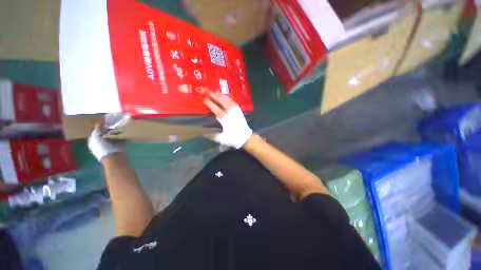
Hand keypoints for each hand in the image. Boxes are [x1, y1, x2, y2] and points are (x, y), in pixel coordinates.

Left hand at [88, 125, 124, 161]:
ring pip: (114, 134)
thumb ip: (97, 129)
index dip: (100, 127)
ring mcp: (111, 143)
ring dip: (116, 131)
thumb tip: (99, 122)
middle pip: (106, 132)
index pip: (97, 131)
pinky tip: (124, 130)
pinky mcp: (120, 144)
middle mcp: (102, 141)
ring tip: (119, 126)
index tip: (105, 122)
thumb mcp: (96, 137)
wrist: (114, 157)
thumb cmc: (103, 148)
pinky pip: (121, 137)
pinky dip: (122, 134)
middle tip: (113, 123)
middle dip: (109, 128)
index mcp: (94, 140)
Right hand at [204, 92, 252, 148]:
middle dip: (215, 96)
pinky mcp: (239, 111)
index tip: (205, 99)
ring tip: (216, 91)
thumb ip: (212, 135)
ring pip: (228, 101)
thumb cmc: (233, 138)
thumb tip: (203, 133)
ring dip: (222, 96)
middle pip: (223, 103)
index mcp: (226, 120)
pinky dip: (229, 98)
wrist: (245, 137)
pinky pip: (233, 102)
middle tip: (209, 91)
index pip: (217, 110)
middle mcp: (231, 114)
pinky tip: (225, 96)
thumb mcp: (221, 139)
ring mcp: (236, 111)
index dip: (211, 105)